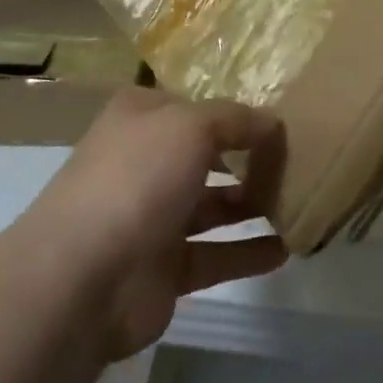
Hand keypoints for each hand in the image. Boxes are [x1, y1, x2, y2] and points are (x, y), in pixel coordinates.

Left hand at [23, 88, 287, 361]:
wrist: (84, 277)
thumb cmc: (138, 178)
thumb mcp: (192, 126)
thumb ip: (237, 119)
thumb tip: (272, 123)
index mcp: (140, 118)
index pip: (191, 105)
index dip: (231, 111)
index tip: (275, 119)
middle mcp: (144, 162)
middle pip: (204, 155)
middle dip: (247, 158)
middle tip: (295, 161)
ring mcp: (151, 217)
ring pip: (211, 206)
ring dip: (251, 204)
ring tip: (298, 201)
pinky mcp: (163, 268)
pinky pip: (215, 256)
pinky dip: (247, 252)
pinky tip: (286, 249)